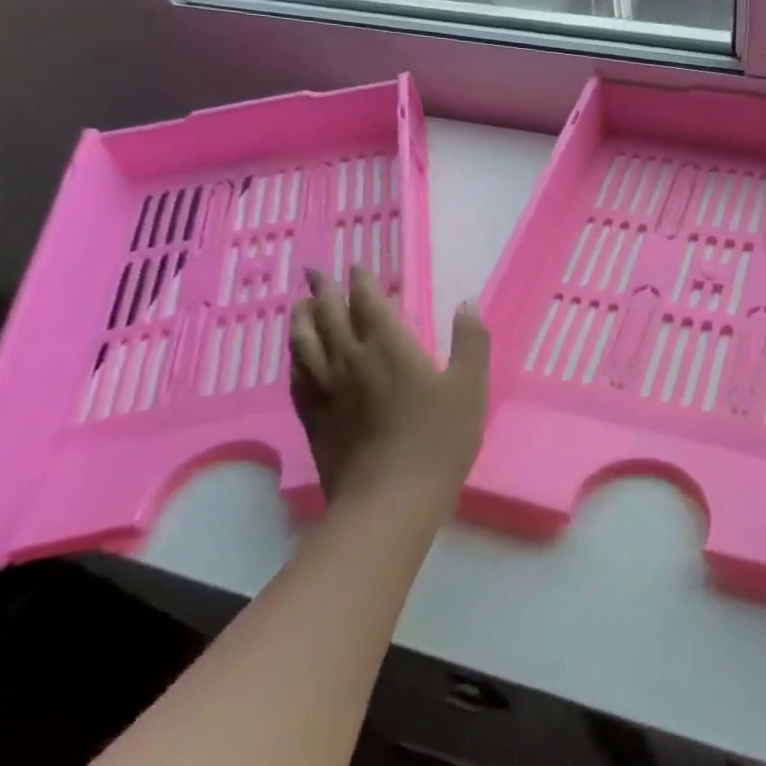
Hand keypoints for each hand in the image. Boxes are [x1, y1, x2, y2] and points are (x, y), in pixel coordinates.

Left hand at [287, 266, 490, 516]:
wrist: (391, 499)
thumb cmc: (439, 439)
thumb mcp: (471, 387)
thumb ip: (471, 341)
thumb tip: (467, 302)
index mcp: (390, 348)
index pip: (368, 303)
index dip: (361, 282)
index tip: (355, 266)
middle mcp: (351, 360)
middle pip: (329, 316)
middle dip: (322, 290)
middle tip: (313, 271)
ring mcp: (327, 391)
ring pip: (305, 344)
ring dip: (301, 319)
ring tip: (298, 305)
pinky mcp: (314, 420)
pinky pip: (297, 380)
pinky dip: (295, 360)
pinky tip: (296, 359)